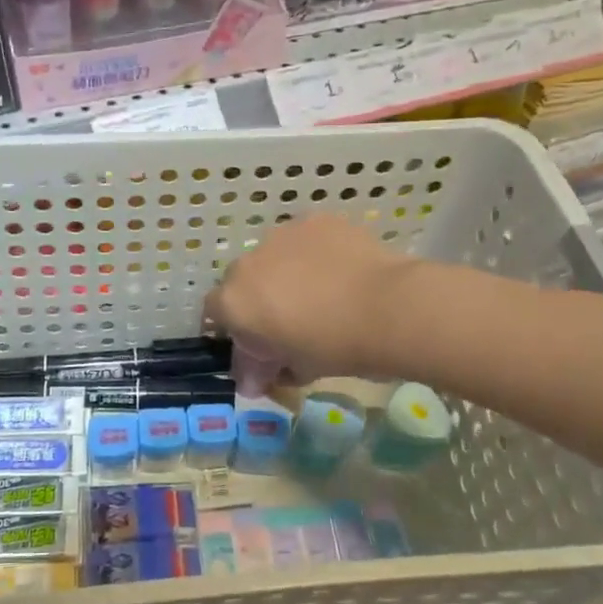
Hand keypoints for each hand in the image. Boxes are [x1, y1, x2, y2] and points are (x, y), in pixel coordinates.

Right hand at [205, 216, 412, 385]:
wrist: (387, 308)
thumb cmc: (334, 347)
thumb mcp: (296, 368)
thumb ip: (266, 370)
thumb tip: (251, 382)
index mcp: (233, 303)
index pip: (215, 315)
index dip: (236, 330)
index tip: (260, 346)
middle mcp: (247, 263)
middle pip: (242, 282)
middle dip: (259, 300)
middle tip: (291, 321)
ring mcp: (280, 236)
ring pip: (273, 256)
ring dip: (284, 273)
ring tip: (321, 293)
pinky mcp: (314, 220)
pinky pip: (304, 239)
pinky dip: (314, 253)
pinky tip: (339, 270)